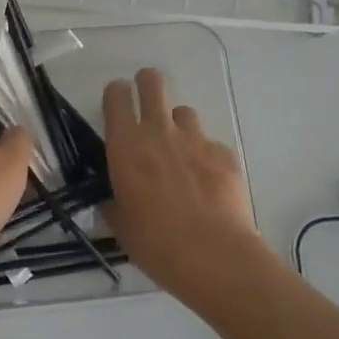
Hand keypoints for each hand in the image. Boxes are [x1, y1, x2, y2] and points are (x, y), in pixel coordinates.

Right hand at [102, 68, 262, 298]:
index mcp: (126, 146)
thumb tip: (114, 199)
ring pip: (184, 112)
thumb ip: (114, 202)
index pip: (117, 96)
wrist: (213, 256)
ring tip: (179, 152)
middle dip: (147, 84)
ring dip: (177, 125)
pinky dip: (205, 156)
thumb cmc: (154, 243)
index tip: (117, 103)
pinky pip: (210, 144)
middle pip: (152, 83)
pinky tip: (207, 183)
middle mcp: (159, 132)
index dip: (116, 94)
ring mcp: (196, 140)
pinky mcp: (224, 154)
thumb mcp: (120, 225)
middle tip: (146, 101)